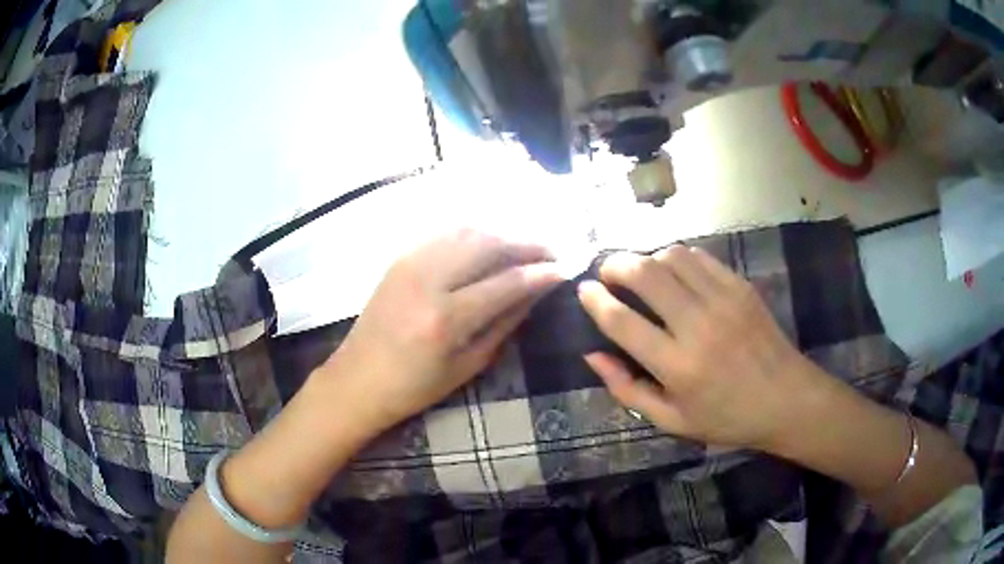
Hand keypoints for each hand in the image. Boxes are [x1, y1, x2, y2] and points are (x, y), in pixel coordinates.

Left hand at [319, 229, 564, 432]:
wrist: (358, 379)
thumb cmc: (415, 386)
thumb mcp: (468, 365)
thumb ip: (505, 323)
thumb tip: (536, 292)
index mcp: (446, 319)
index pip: (506, 282)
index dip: (541, 272)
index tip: (564, 268)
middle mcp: (428, 280)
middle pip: (488, 244)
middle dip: (526, 243)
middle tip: (550, 251)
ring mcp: (410, 263)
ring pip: (467, 230)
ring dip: (502, 233)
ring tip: (525, 246)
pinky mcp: (400, 258)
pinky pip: (445, 233)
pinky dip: (474, 232)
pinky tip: (490, 242)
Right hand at [578, 246, 826, 450]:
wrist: (787, 399)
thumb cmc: (726, 418)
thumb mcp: (671, 419)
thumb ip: (627, 389)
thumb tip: (592, 355)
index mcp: (677, 366)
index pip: (622, 322)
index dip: (595, 300)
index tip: (583, 290)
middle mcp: (698, 326)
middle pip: (644, 274)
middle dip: (615, 265)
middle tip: (607, 273)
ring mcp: (723, 300)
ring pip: (671, 256)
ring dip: (647, 258)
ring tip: (641, 273)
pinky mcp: (740, 286)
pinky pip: (699, 256)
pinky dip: (677, 257)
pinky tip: (674, 272)